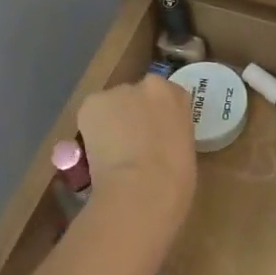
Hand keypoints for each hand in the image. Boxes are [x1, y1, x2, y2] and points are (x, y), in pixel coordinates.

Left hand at [76, 77, 196, 232]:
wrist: (142, 189)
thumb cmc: (174, 180)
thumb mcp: (184, 150)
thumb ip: (170, 134)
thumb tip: (155, 142)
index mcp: (176, 95)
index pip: (164, 96)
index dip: (155, 117)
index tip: (151, 135)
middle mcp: (148, 85)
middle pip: (136, 96)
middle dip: (132, 115)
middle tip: (130, 144)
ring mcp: (118, 91)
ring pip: (111, 105)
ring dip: (110, 122)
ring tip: (109, 153)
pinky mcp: (93, 103)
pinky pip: (91, 115)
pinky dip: (91, 130)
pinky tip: (96, 153)